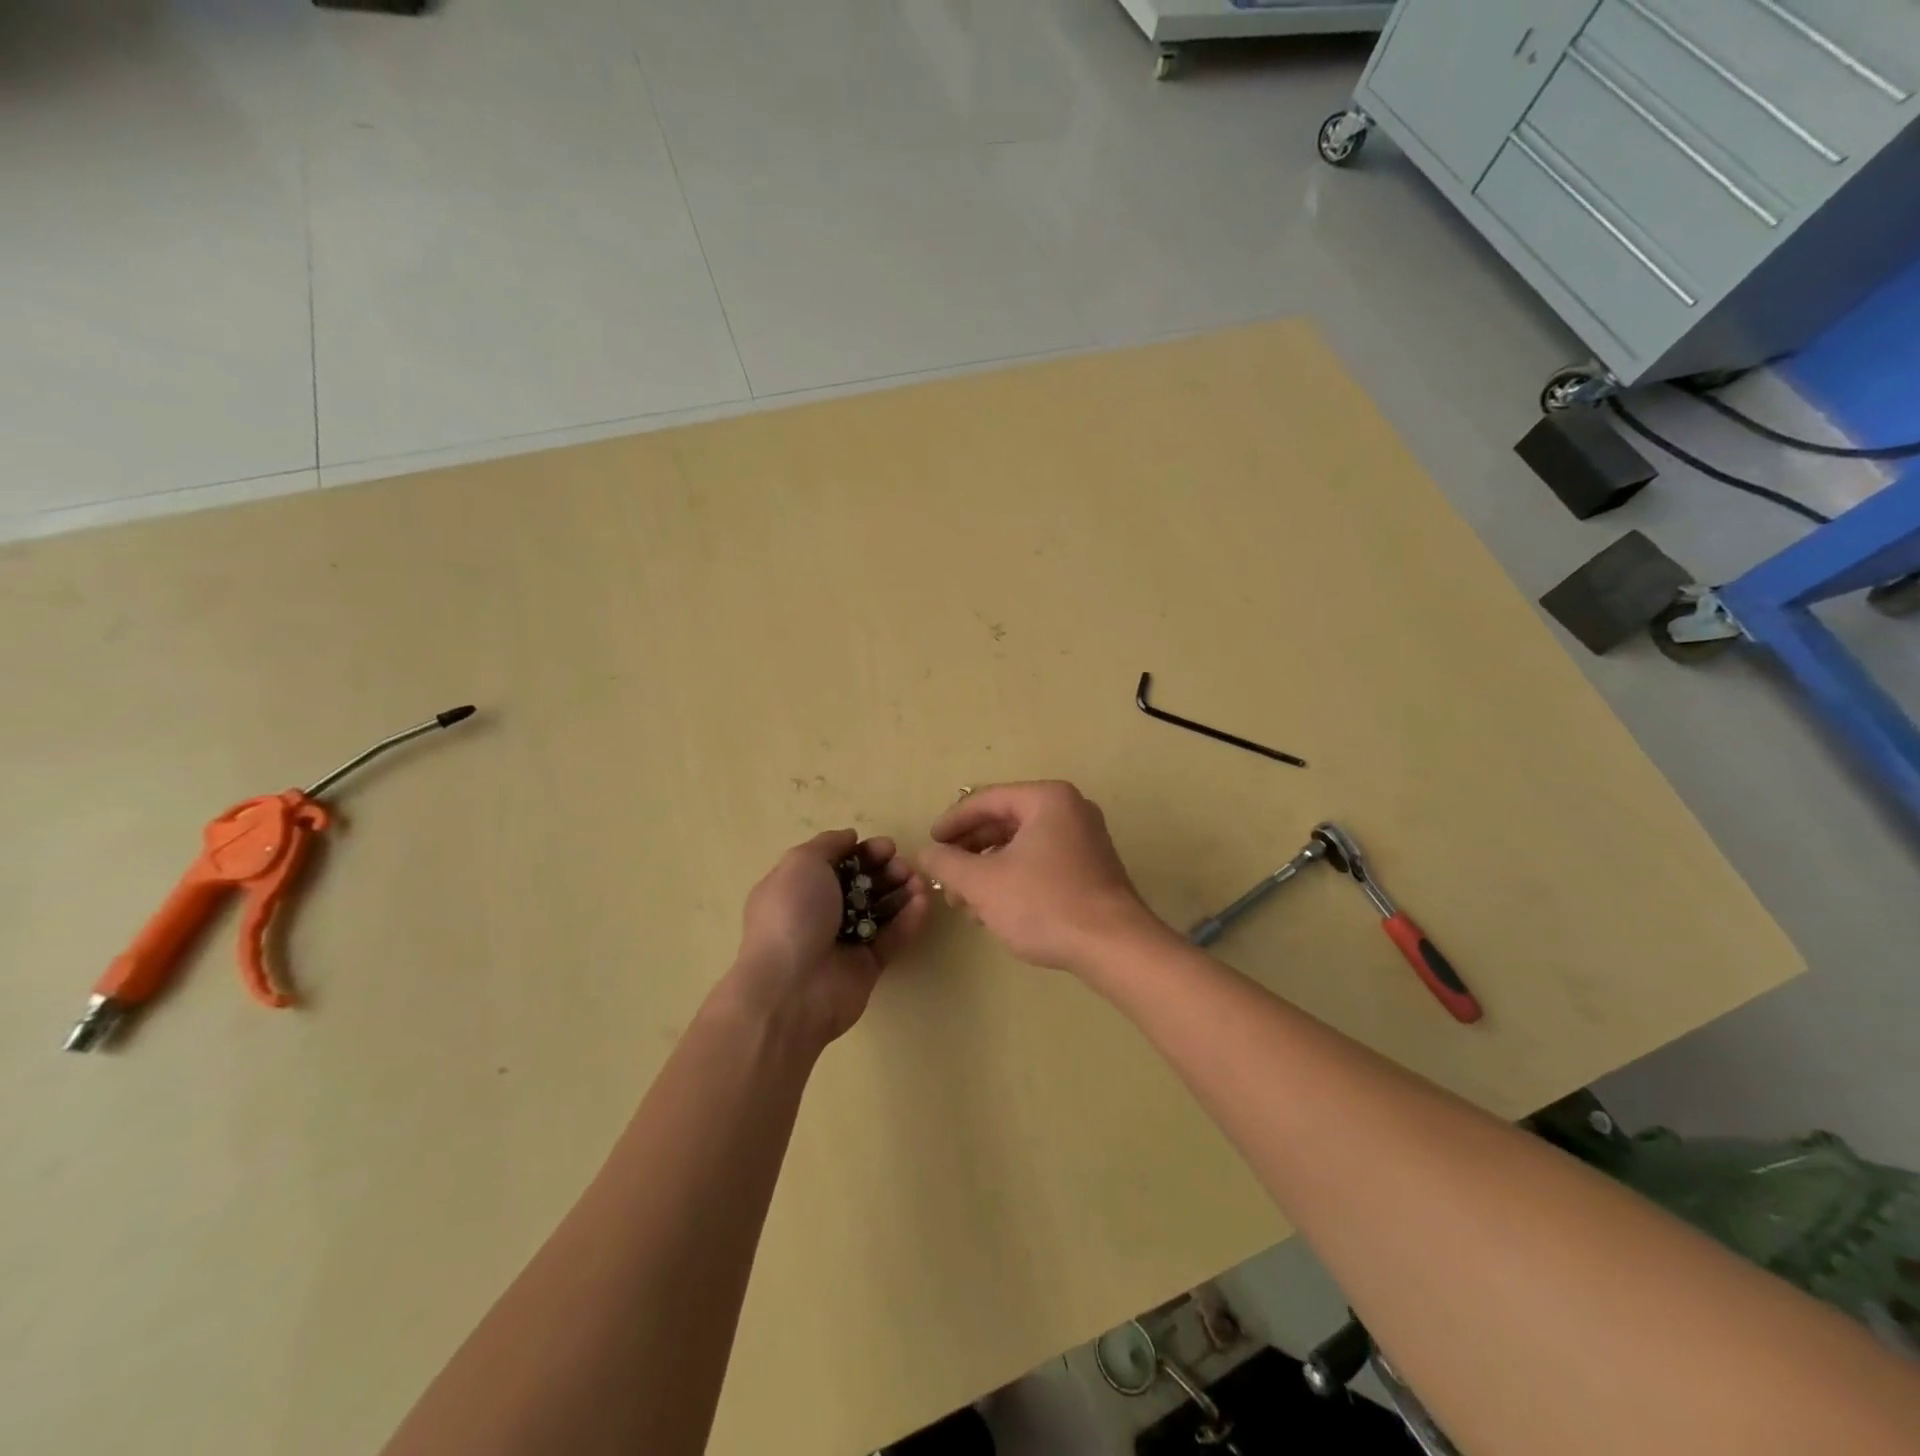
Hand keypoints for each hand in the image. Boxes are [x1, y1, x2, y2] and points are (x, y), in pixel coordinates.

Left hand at [727, 829, 930, 1047]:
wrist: (791, 988)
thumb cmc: (792, 915)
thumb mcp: (801, 863)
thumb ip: (829, 845)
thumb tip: (850, 837)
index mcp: (798, 888)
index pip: (836, 863)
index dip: (863, 852)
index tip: (887, 847)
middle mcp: (820, 913)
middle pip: (861, 884)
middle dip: (885, 871)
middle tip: (903, 866)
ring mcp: (844, 941)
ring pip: (880, 910)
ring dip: (901, 891)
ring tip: (918, 882)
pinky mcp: (867, 966)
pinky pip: (892, 937)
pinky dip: (908, 919)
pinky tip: (922, 902)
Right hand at [915, 781, 1169, 973]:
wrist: (1114, 947)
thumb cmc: (1045, 904)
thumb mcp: (984, 883)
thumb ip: (948, 863)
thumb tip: (926, 853)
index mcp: (1047, 799)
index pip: (986, 800)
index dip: (952, 822)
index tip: (930, 845)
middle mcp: (1069, 810)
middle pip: (1004, 821)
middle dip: (970, 851)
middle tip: (945, 877)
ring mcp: (1084, 839)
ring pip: (1021, 845)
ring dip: (988, 870)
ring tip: (964, 902)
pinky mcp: (1090, 868)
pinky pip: (1040, 862)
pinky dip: (1013, 878)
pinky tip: (993, 910)